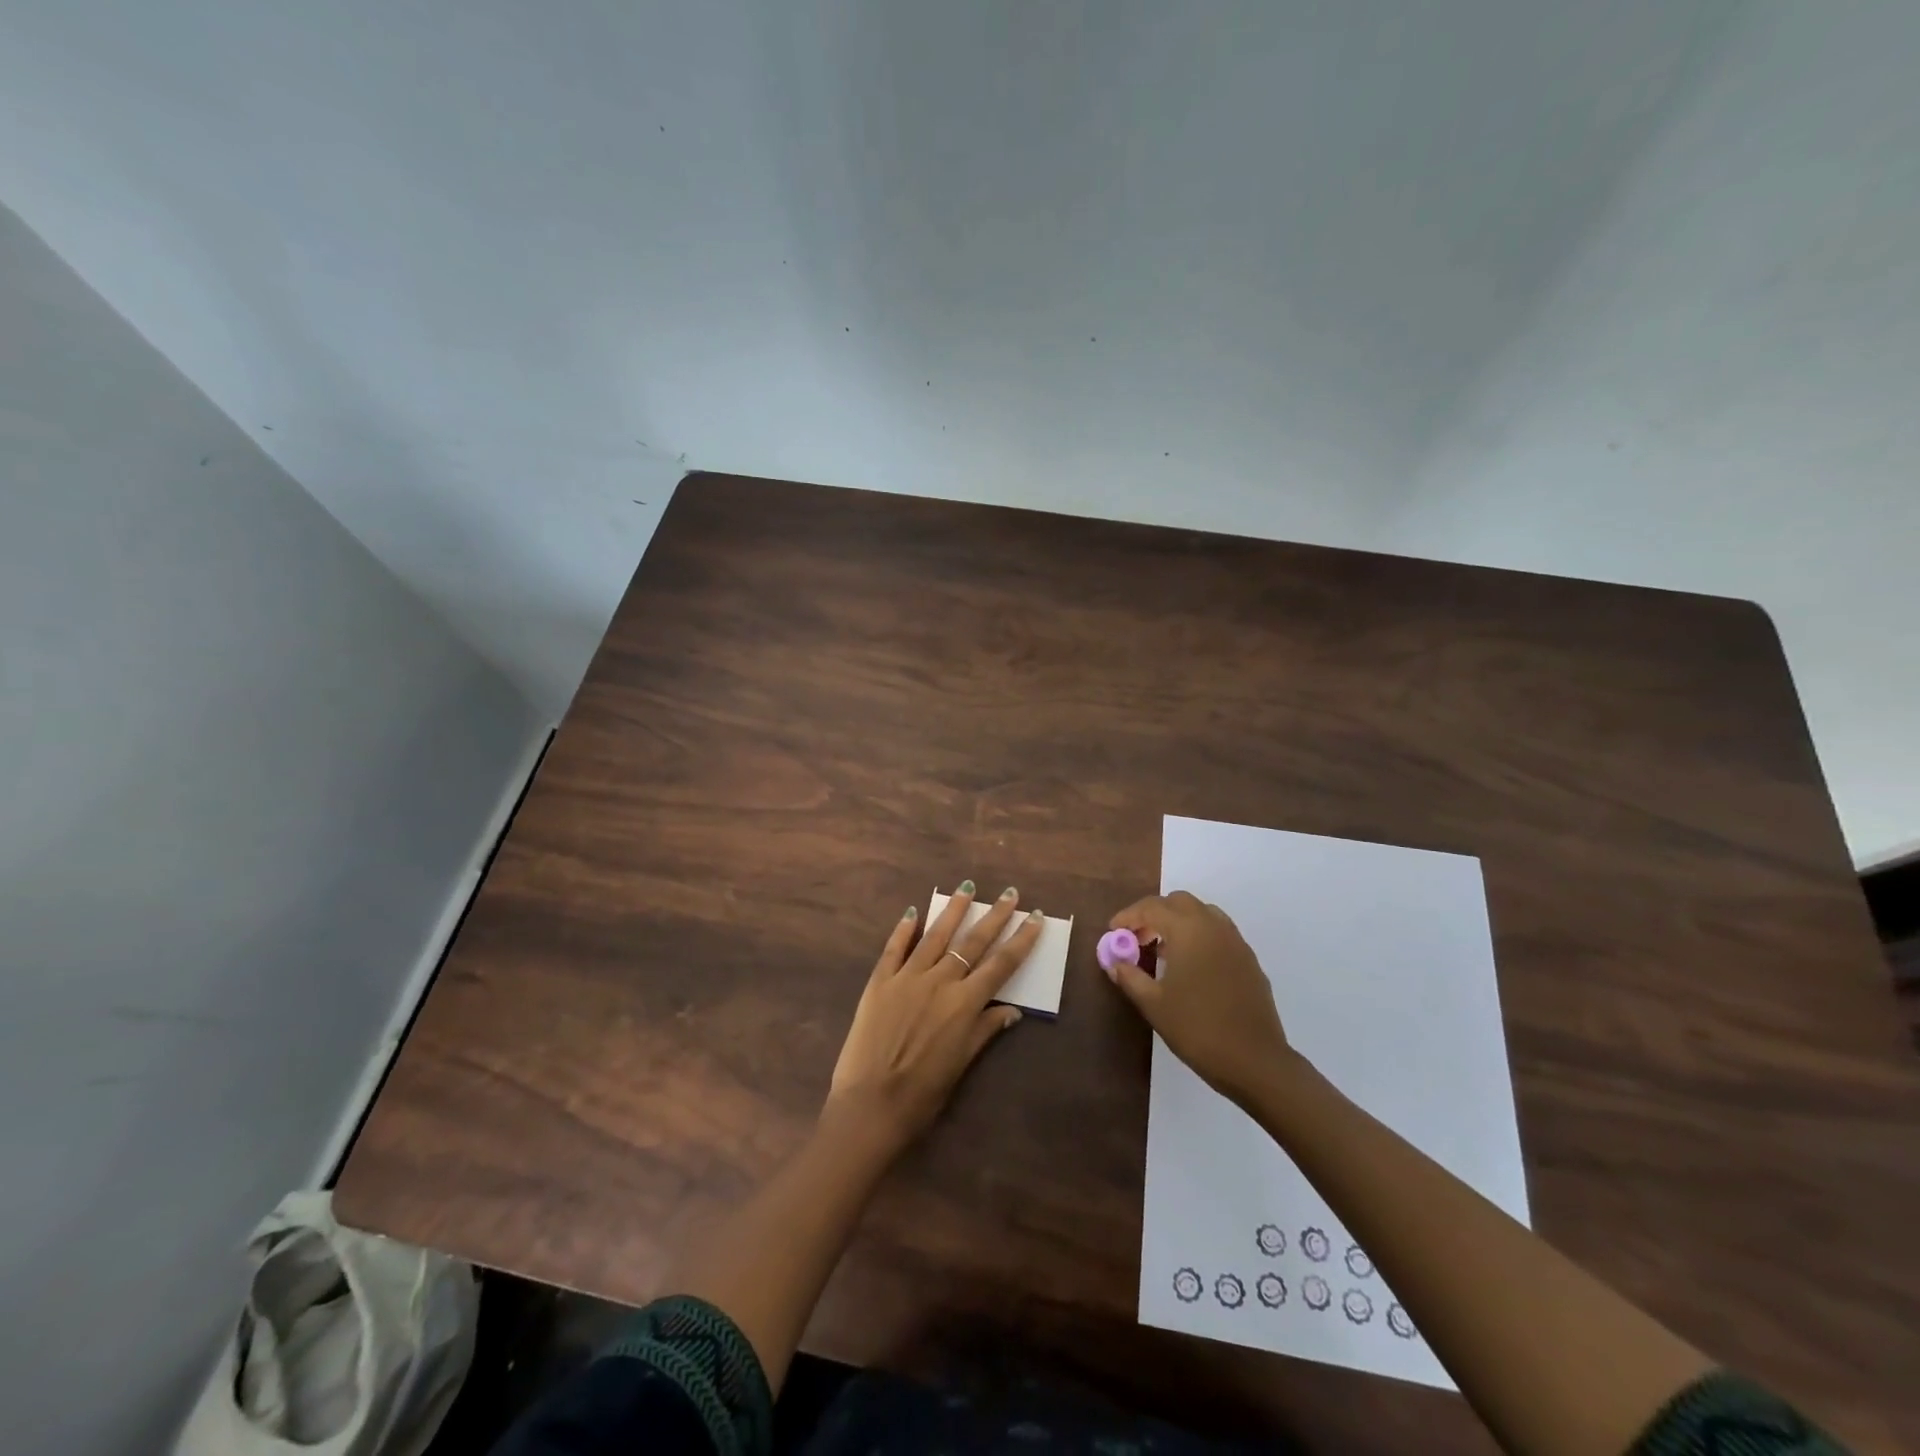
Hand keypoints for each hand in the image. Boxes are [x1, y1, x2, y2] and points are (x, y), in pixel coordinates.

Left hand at [827, 883, 1039, 1149]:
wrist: (870, 1105)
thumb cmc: (922, 1094)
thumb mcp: (961, 1064)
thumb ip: (985, 1031)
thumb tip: (1012, 1011)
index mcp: (964, 1003)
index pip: (1001, 964)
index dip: (1021, 940)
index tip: (1035, 917)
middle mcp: (940, 982)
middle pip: (973, 942)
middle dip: (994, 916)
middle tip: (1010, 893)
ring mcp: (907, 978)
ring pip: (935, 936)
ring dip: (953, 910)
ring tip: (966, 888)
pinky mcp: (879, 982)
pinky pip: (894, 948)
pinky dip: (904, 929)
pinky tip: (913, 912)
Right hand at [1103, 891, 1293, 1104]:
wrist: (1254, 1060)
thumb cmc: (1197, 1029)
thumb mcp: (1154, 1004)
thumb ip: (1130, 977)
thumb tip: (1114, 963)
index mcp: (1188, 930)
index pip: (1151, 908)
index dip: (1128, 916)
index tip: (1112, 931)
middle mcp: (1213, 926)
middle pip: (1178, 902)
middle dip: (1154, 913)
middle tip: (1137, 938)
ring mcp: (1235, 941)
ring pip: (1202, 913)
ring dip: (1178, 922)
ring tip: (1162, 950)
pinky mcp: (1249, 960)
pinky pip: (1218, 932)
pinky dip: (1199, 935)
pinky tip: (1190, 966)